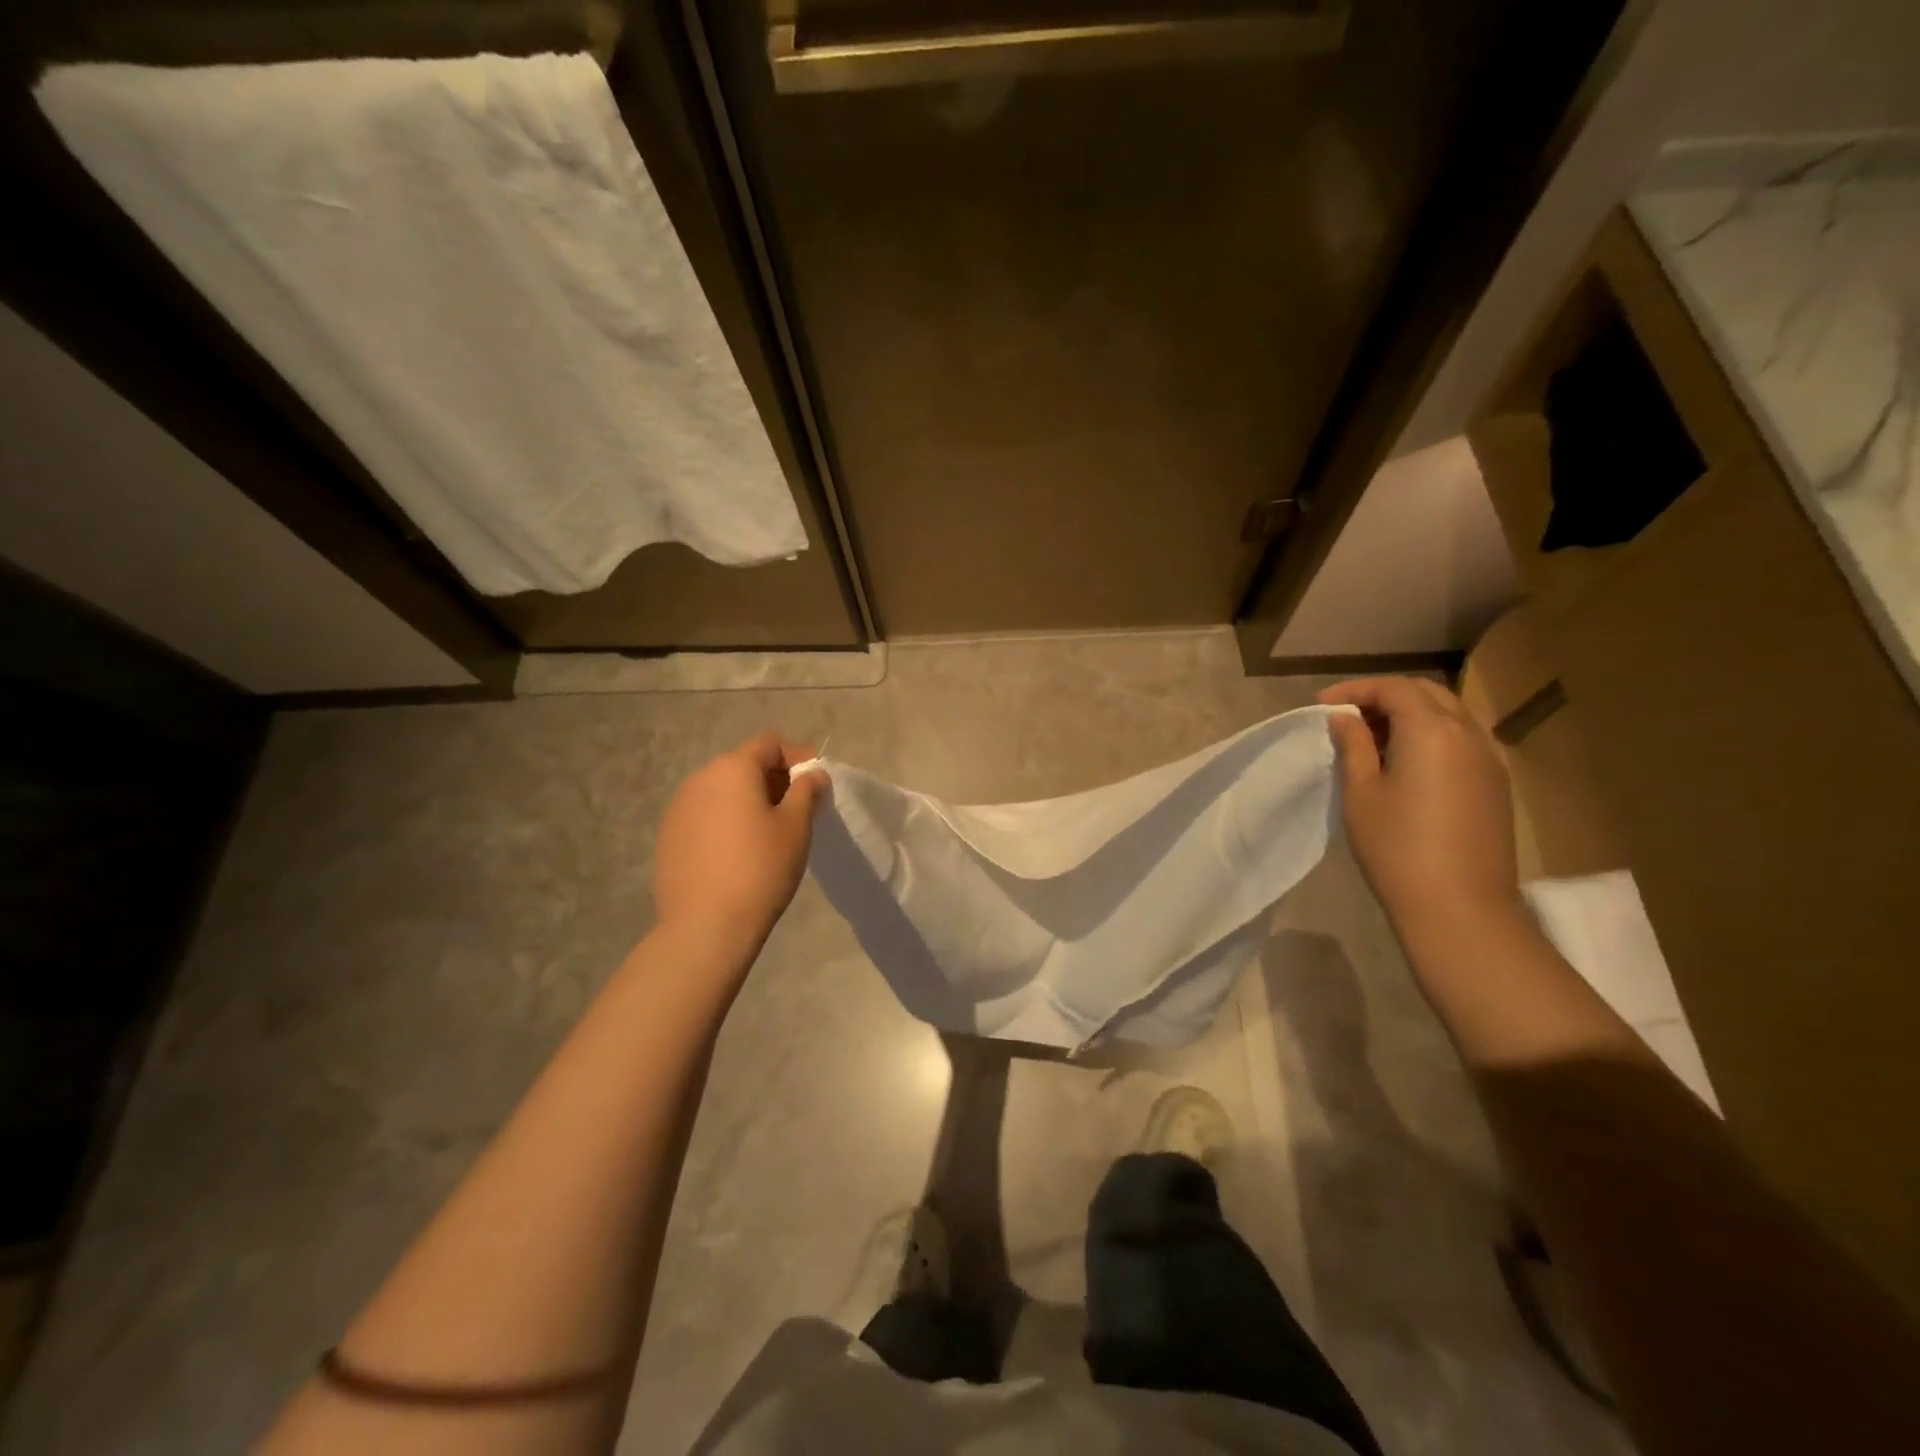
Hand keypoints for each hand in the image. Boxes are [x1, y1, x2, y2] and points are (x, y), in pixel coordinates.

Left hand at [653, 733, 827, 949]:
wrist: (706, 926)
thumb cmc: (760, 869)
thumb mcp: (796, 826)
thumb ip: (807, 790)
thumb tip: (812, 773)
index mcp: (732, 769)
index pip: (769, 744)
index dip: (797, 756)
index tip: (816, 782)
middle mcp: (700, 779)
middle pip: (743, 765)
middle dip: (774, 779)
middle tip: (797, 809)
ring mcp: (678, 808)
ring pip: (722, 791)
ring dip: (748, 800)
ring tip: (768, 832)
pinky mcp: (669, 837)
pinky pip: (705, 815)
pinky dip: (726, 821)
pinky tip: (738, 853)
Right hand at [1318, 677, 1519, 937]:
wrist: (1460, 908)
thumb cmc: (1397, 848)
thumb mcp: (1361, 793)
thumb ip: (1354, 746)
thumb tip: (1345, 718)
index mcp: (1432, 731)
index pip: (1394, 688)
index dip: (1355, 690)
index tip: (1322, 705)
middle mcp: (1468, 734)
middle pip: (1427, 693)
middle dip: (1384, 696)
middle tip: (1347, 717)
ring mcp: (1489, 760)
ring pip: (1449, 715)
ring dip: (1409, 715)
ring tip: (1372, 738)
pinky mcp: (1495, 784)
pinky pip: (1461, 740)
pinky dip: (1430, 735)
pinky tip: (1404, 762)